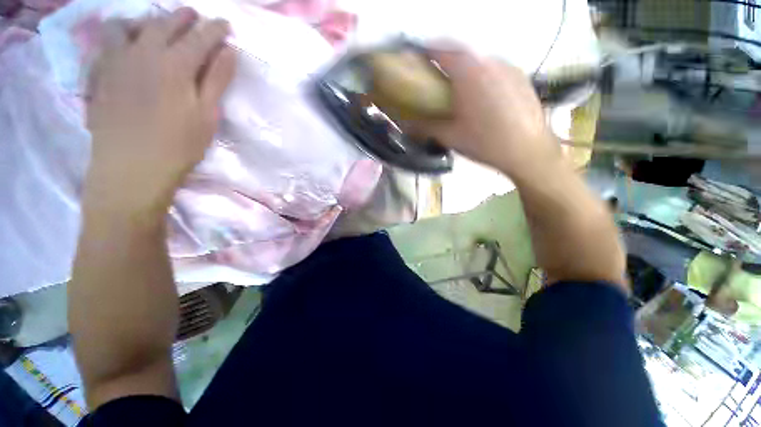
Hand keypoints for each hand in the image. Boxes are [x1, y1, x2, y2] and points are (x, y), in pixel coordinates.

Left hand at [84, 8, 235, 215]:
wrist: (131, 169)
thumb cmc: (178, 145)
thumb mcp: (207, 115)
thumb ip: (216, 80)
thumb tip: (228, 52)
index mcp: (175, 65)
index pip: (201, 36)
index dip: (216, 29)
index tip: (226, 25)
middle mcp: (143, 53)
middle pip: (165, 23)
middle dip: (185, 17)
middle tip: (197, 19)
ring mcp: (116, 61)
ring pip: (129, 25)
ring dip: (147, 22)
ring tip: (157, 29)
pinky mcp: (100, 74)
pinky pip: (107, 43)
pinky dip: (121, 36)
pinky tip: (128, 46)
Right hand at [420, 49, 559, 178]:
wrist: (528, 150)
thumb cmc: (485, 143)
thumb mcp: (450, 137)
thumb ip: (425, 127)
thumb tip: (406, 124)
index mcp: (468, 73)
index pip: (441, 50)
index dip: (426, 53)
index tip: (417, 62)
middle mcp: (489, 61)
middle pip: (460, 53)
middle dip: (444, 62)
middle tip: (436, 82)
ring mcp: (508, 67)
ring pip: (478, 60)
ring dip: (464, 69)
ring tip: (460, 92)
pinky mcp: (520, 76)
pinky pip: (494, 68)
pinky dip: (481, 75)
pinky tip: (482, 98)